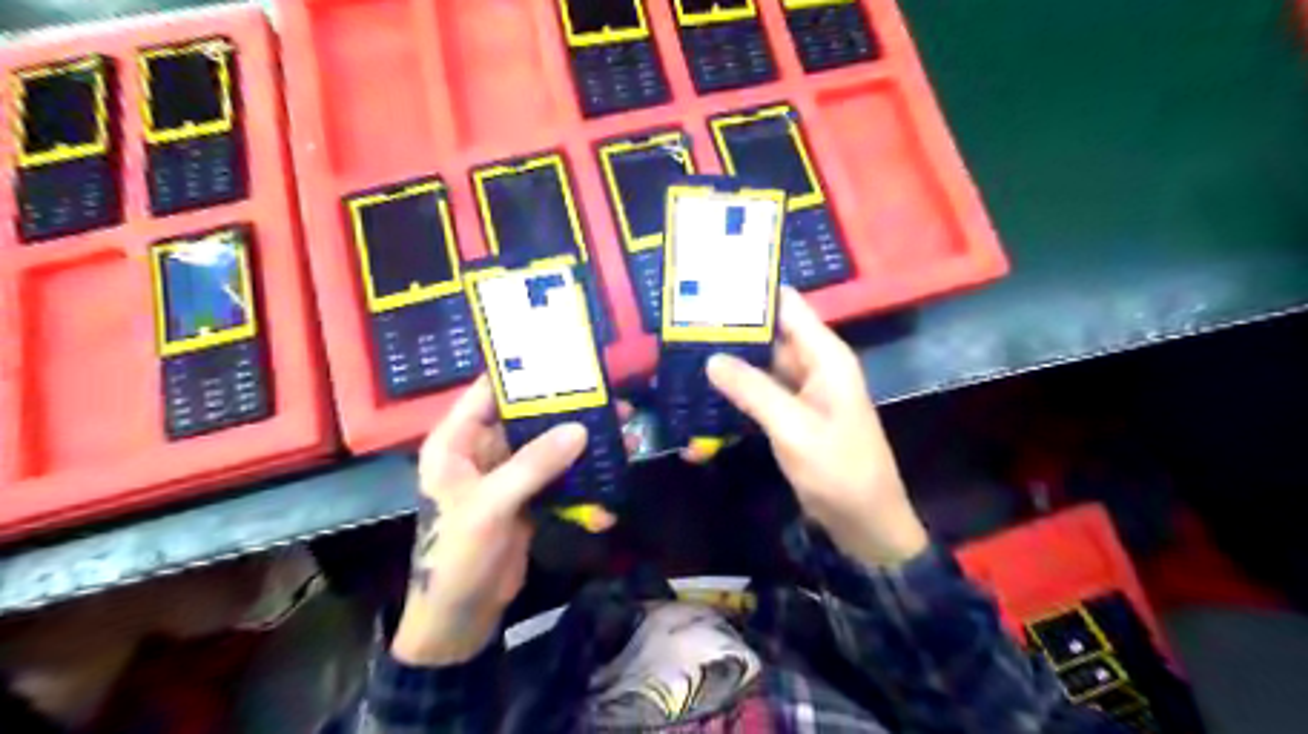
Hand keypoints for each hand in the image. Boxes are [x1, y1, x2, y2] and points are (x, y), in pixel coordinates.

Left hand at [387, 378, 628, 664]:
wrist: (460, 617)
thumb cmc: (457, 555)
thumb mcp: (490, 505)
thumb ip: (533, 465)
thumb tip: (581, 429)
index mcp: (457, 442)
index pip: (488, 391)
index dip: (522, 372)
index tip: (565, 357)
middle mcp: (482, 451)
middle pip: (527, 417)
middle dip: (568, 409)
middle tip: (610, 399)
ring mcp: (507, 475)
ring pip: (548, 446)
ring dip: (583, 443)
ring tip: (623, 432)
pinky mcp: (527, 497)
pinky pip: (558, 477)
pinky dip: (582, 479)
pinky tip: (610, 482)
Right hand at [707, 288, 928, 567]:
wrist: (864, 521)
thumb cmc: (839, 470)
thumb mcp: (794, 428)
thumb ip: (753, 390)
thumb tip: (711, 358)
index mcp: (825, 356)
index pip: (787, 306)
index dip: (752, 291)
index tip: (710, 282)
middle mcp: (814, 364)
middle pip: (770, 332)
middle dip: (731, 325)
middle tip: (683, 318)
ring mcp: (801, 390)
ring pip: (761, 362)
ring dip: (730, 357)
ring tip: (683, 346)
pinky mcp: (791, 413)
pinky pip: (760, 390)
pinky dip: (736, 387)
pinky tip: (704, 387)